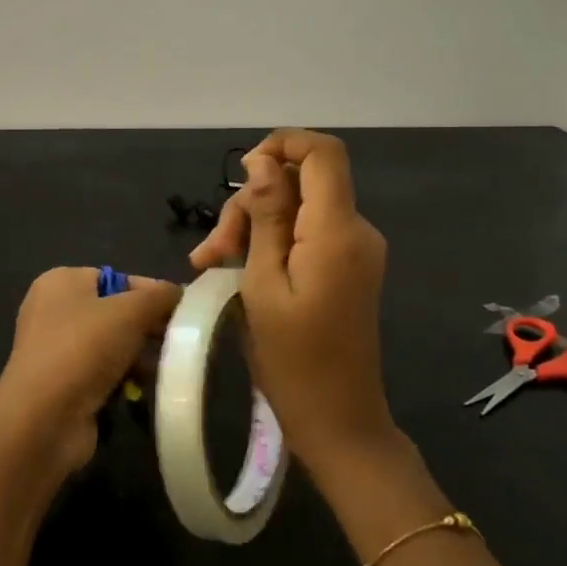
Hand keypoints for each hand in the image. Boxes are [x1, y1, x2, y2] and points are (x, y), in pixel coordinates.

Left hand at [0, 267, 181, 476]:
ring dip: (138, 357)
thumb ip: (158, 296)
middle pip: (114, 312)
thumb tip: (178, 293)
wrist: (43, 419)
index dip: (151, 293)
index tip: (182, 311)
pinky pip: (101, 373)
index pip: (117, 278)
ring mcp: (55, 349)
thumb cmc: (84, 349)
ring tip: (164, 369)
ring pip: (111, 345)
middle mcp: (53, 310)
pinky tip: (141, 390)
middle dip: (147, 327)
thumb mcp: (130, 311)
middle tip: (178, 342)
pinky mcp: (61, 384)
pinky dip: (122, 380)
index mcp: (61, 282)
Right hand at [190, 130, 398, 483]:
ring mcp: (353, 249)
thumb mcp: (263, 283)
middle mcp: (355, 230)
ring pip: (297, 208)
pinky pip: (305, 234)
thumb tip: (263, 161)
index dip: (282, 144)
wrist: (339, 422)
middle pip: (300, 182)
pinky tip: (235, 270)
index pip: (323, 153)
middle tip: (212, 250)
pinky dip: (270, 244)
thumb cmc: (292, 360)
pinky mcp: (346, 267)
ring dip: (252, 227)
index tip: (242, 173)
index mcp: (337, 231)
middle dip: (250, 204)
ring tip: (211, 265)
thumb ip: (266, 215)